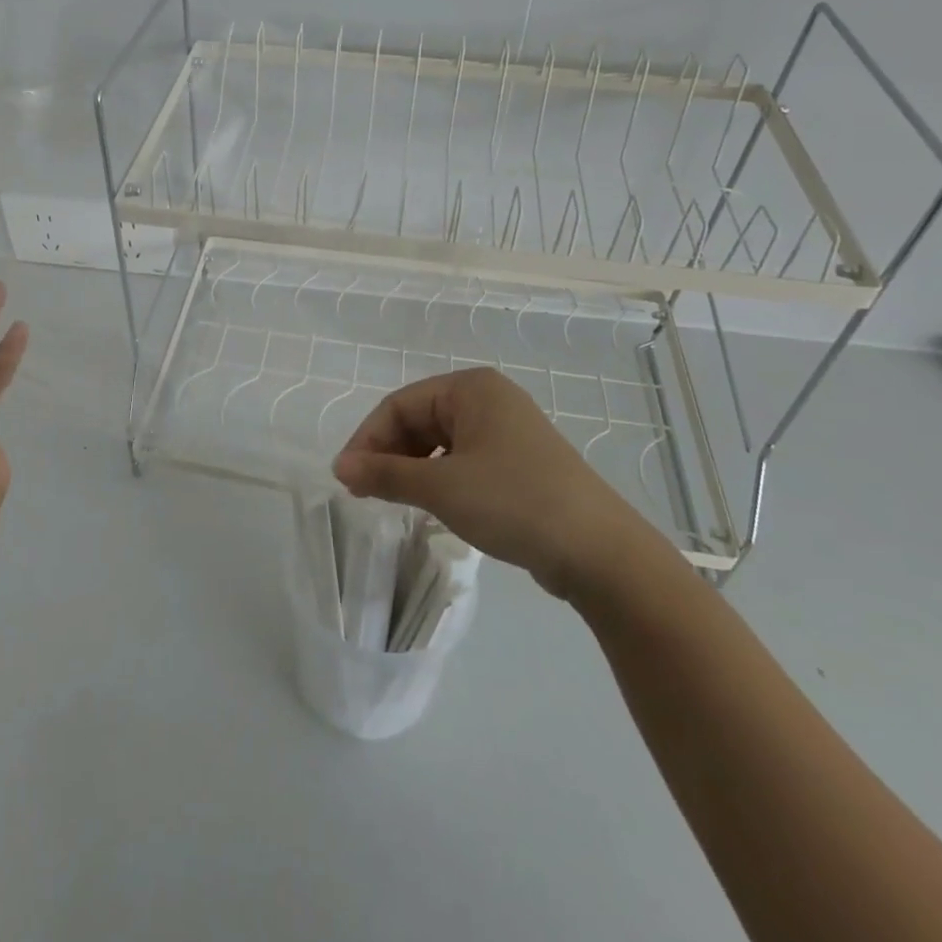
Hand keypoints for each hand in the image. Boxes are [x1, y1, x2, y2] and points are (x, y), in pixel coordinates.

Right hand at [333, 367, 669, 598]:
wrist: (601, 553)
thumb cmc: (514, 502)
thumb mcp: (441, 487)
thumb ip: (384, 474)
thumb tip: (339, 467)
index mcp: (471, 388)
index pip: (399, 404)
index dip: (367, 439)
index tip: (346, 477)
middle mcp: (489, 399)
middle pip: (419, 419)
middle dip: (389, 454)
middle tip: (366, 492)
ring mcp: (507, 431)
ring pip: (439, 442)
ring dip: (411, 468)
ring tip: (394, 500)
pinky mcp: (519, 463)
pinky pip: (463, 460)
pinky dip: (439, 478)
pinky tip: (432, 504)